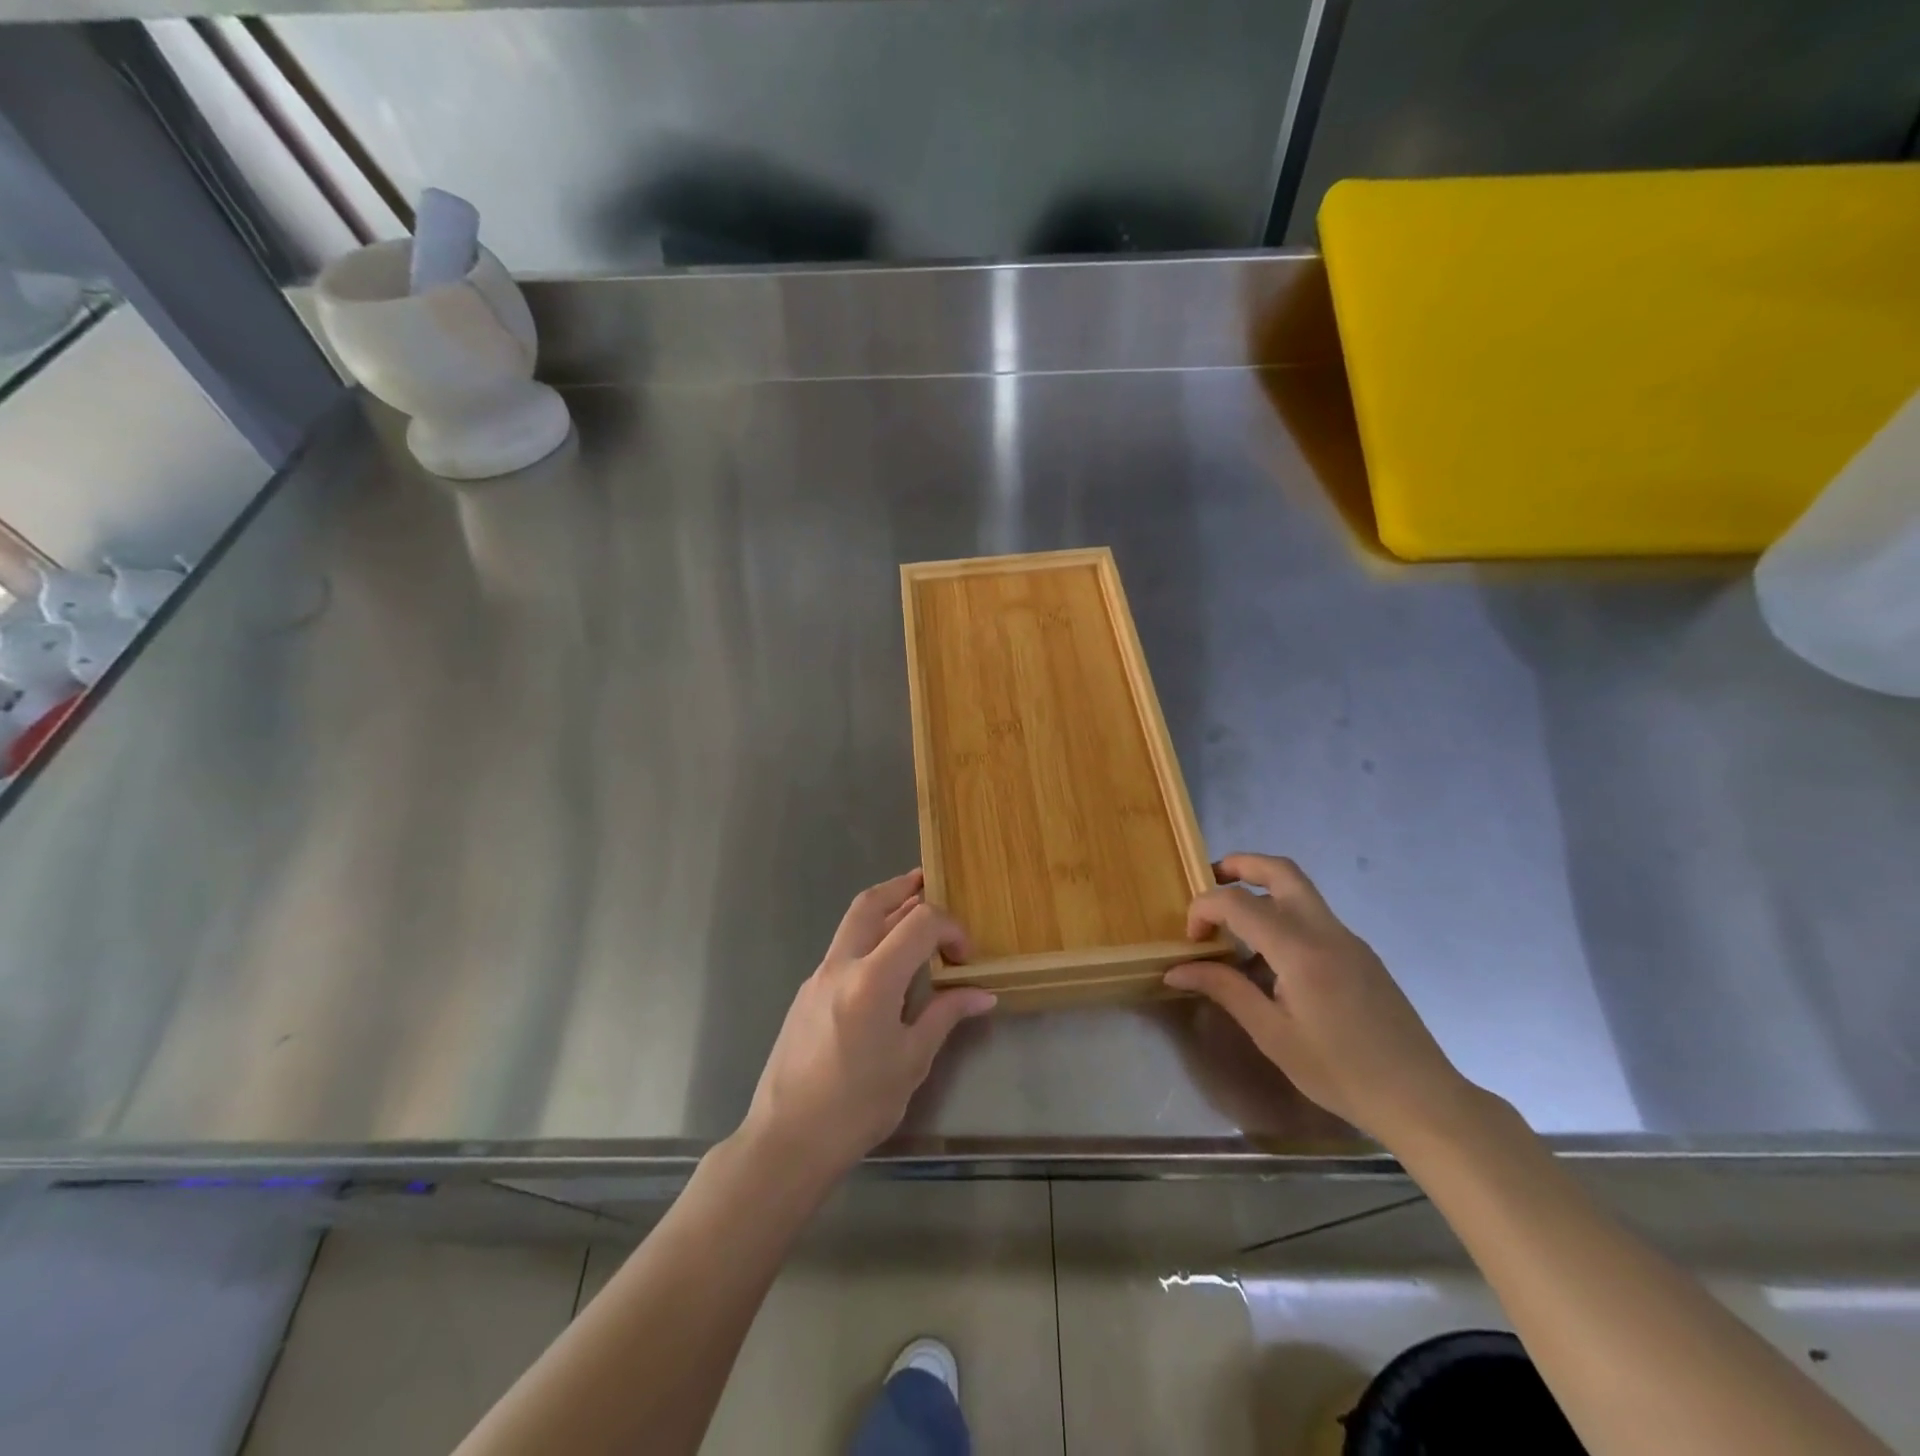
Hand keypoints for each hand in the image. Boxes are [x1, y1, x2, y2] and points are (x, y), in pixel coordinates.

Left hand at [742, 869, 995, 1182]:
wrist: (787, 1140)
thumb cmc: (857, 1106)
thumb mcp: (912, 1061)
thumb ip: (945, 1016)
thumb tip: (982, 994)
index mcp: (872, 980)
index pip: (919, 923)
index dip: (949, 928)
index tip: (965, 956)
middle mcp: (840, 966)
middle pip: (871, 903)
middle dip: (902, 887)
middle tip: (927, 881)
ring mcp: (817, 978)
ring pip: (852, 924)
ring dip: (883, 911)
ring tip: (911, 914)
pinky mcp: (805, 994)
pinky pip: (842, 951)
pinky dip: (868, 940)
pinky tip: (885, 966)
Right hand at [1165, 853, 1475, 1148]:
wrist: (1421, 1098)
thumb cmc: (1340, 1072)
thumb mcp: (1272, 1035)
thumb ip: (1224, 990)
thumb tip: (1176, 971)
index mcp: (1300, 950)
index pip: (1238, 902)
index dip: (1204, 909)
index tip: (1191, 940)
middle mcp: (1326, 930)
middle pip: (1280, 870)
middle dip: (1239, 865)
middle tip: (1210, 883)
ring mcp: (1348, 938)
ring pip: (1300, 889)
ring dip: (1262, 888)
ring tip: (1233, 924)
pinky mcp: (1360, 953)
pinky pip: (1314, 916)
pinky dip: (1282, 915)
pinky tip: (1270, 959)